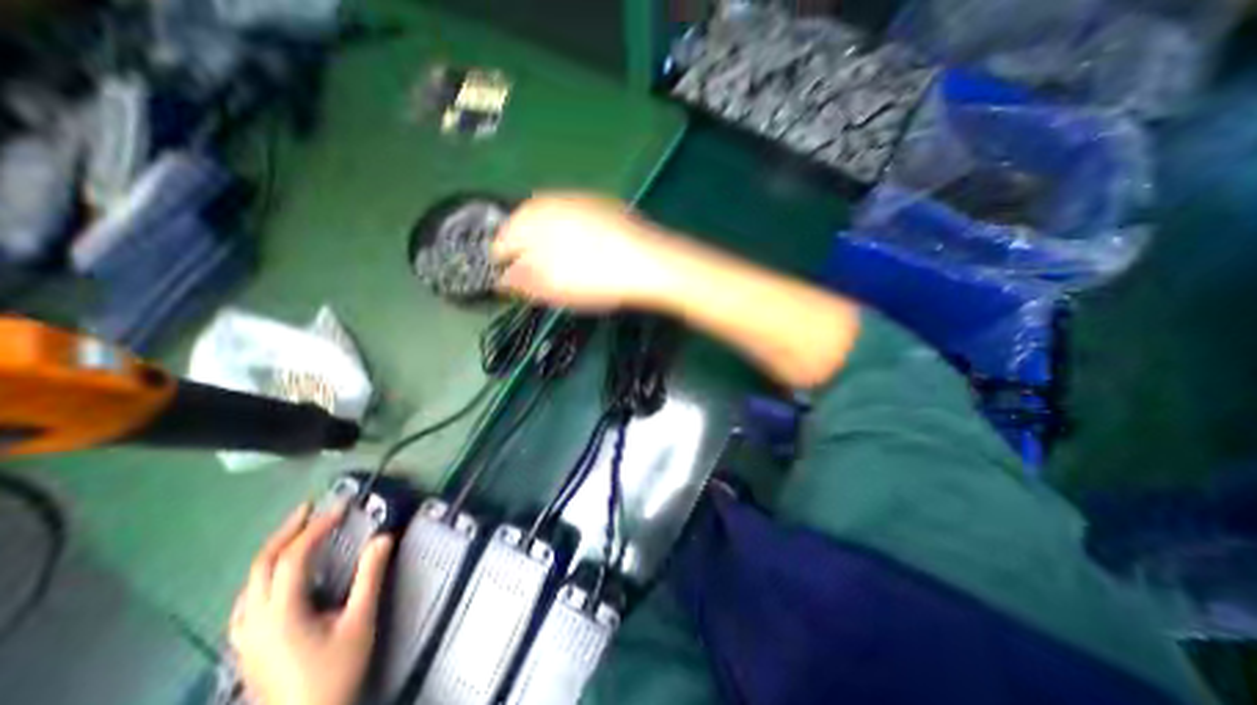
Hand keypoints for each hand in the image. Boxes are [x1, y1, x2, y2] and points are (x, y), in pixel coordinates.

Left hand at [229, 503, 390, 703]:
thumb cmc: (335, 673)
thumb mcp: (359, 622)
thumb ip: (370, 577)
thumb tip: (383, 537)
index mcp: (281, 614)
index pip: (293, 558)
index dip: (316, 528)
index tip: (341, 507)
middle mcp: (254, 621)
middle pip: (261, 566)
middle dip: (286, 532)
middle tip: (310, 508)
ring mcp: (244, 637)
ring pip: (248, 584)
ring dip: (273, 551)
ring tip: (296, 532)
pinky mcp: (247, 647)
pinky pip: (246, 601)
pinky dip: (263, 576)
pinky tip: (275, 576)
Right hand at [492, 193, 672, 310]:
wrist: (649, 263)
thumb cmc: (596, 278)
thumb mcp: (554, 287)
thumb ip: (523, 281)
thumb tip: (504, 279)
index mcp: (532, 220)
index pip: (503, 238)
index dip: (502, 260)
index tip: (507, 278)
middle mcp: (551, 201)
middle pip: (525, 223)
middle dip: (524, 246)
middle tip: (532, 271)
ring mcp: (579, 199)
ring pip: (550, 218)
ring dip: (546, 238)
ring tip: (557, 262)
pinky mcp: (602, 204)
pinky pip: (574, 217)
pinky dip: (570, 233)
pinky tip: (582, 249)